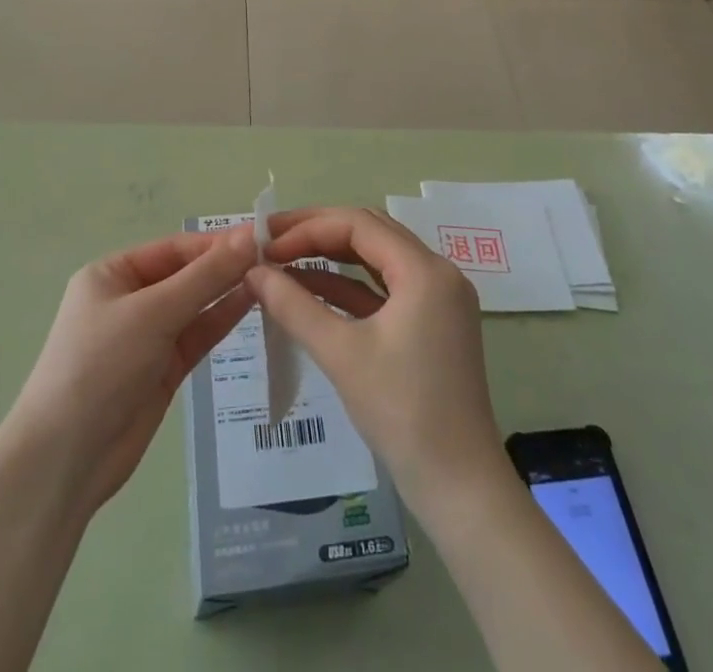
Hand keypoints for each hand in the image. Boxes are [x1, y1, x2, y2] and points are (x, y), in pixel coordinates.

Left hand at [7, 226, 255, 513]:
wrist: (66, 460)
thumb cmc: (101, 366)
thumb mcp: (153, 313)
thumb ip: (205, 276)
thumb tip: (250, 236)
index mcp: (113, 274)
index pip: (174, 248)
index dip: (217, 242)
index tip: (263, 236)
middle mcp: (130, 299)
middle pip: (187, 274)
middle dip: (226, 265)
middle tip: (277, 256)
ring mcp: (147, 336)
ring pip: (196, 305)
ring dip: (228, 291)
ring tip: (273, 276)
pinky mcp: (163, 369)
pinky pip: (197, 335)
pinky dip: (222, 320)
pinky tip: (253, 303)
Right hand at [248, 207, 503, 510]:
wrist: (459, 487)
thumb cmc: (402, 413)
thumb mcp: (341, 354)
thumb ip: (294, 306)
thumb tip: (253, 272)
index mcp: (425, 270)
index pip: (359, 224)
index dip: (309, 228)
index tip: (268, 244)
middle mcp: (437, 273)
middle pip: (370, 233)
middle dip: (319, 233)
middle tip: (272, 241)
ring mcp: (437, 299)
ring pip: (376, 259)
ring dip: (331, 258)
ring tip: (284, 261)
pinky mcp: (431, 324)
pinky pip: (384, 290)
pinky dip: (348, 287)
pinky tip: (310, 290)